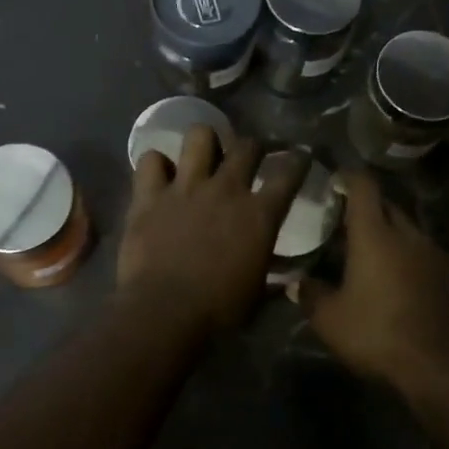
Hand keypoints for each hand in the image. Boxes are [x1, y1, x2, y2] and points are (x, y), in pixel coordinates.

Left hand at [118, 126, 308, 338]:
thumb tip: (286, 283)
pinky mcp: (149, 195)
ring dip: (205, 142)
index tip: (299, 158)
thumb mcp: (257, 295)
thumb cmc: (219, 311)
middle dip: (253, 148)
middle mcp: (226, 190)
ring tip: (203, 155)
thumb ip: (271, 278)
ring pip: (200, 136)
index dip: (298, 161)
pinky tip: (159, 177)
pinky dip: (156, 165)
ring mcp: (186, 187)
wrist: (164, 312)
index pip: (289, 174)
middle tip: (249, 158)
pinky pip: (150, 160)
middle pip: (247, 146)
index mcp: (260, 215)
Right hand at [298, 172, 448, 398]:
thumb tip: (296, 283)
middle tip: (347, 221)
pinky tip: (400, 282)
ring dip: (391, 236)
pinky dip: (410, 260)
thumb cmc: (378, 334)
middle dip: (369, 208)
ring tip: (373, 255)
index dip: (349, 177)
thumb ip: (311, 295)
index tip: (336, 178)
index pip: (364, 187)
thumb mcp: (330, 320)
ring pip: (409, 232)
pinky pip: (426, 257)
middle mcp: (408, 235)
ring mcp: (436, 255)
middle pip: (388, 207)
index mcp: (375, 235)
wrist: (442, 367)